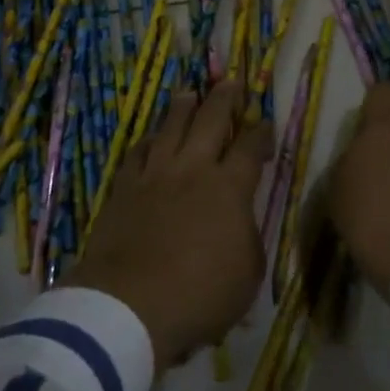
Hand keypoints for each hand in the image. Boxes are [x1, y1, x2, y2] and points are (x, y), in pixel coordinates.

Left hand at [65, 79, 271, 373]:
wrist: (127, 308)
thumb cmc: (198, 296)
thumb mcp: (248, 274)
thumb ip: (249, 238)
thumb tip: (242, 222)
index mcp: (230, 187)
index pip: (251, 146)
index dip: (262, 131)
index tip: (266, 123)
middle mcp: (194, 169)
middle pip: (212, 119)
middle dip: (225, 97)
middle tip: (231, 82)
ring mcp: (156, 175)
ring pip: (172, 126)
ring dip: (184, 106)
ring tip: (190, 92)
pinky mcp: (124, 189)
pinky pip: (138, 152)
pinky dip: (148, 140)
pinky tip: (151, 138)